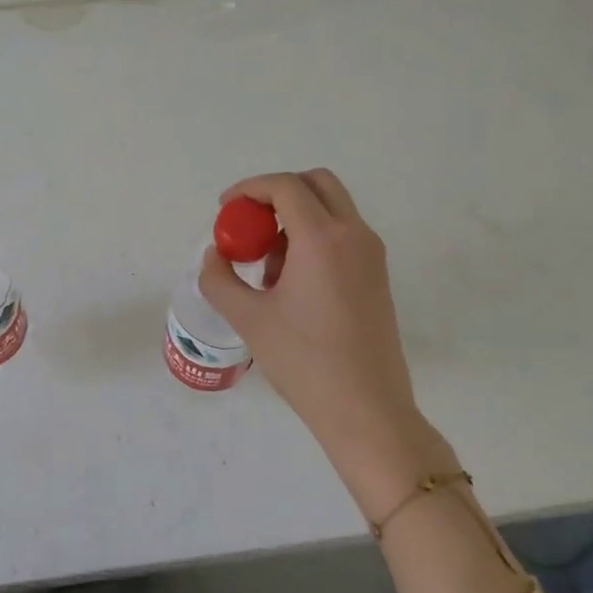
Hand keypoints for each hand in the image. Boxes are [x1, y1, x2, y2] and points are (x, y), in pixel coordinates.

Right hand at [199, 169, 448, 506]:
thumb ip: (220, 279)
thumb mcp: (248, 318)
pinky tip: (290, 283)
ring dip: (295, 218)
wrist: (366, 410)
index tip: (225, 209)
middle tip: (250, 222)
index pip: (285, 187)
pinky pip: (342, 235)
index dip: (249, 189)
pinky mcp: (377, 276)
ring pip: (331, 209)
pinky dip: (313, 238)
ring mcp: (372, 255)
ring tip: (266, 265)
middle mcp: (354, 235)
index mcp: (322, 239)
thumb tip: (215, 256)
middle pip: (316, 183)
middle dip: (277, 193)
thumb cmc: (304, 361)